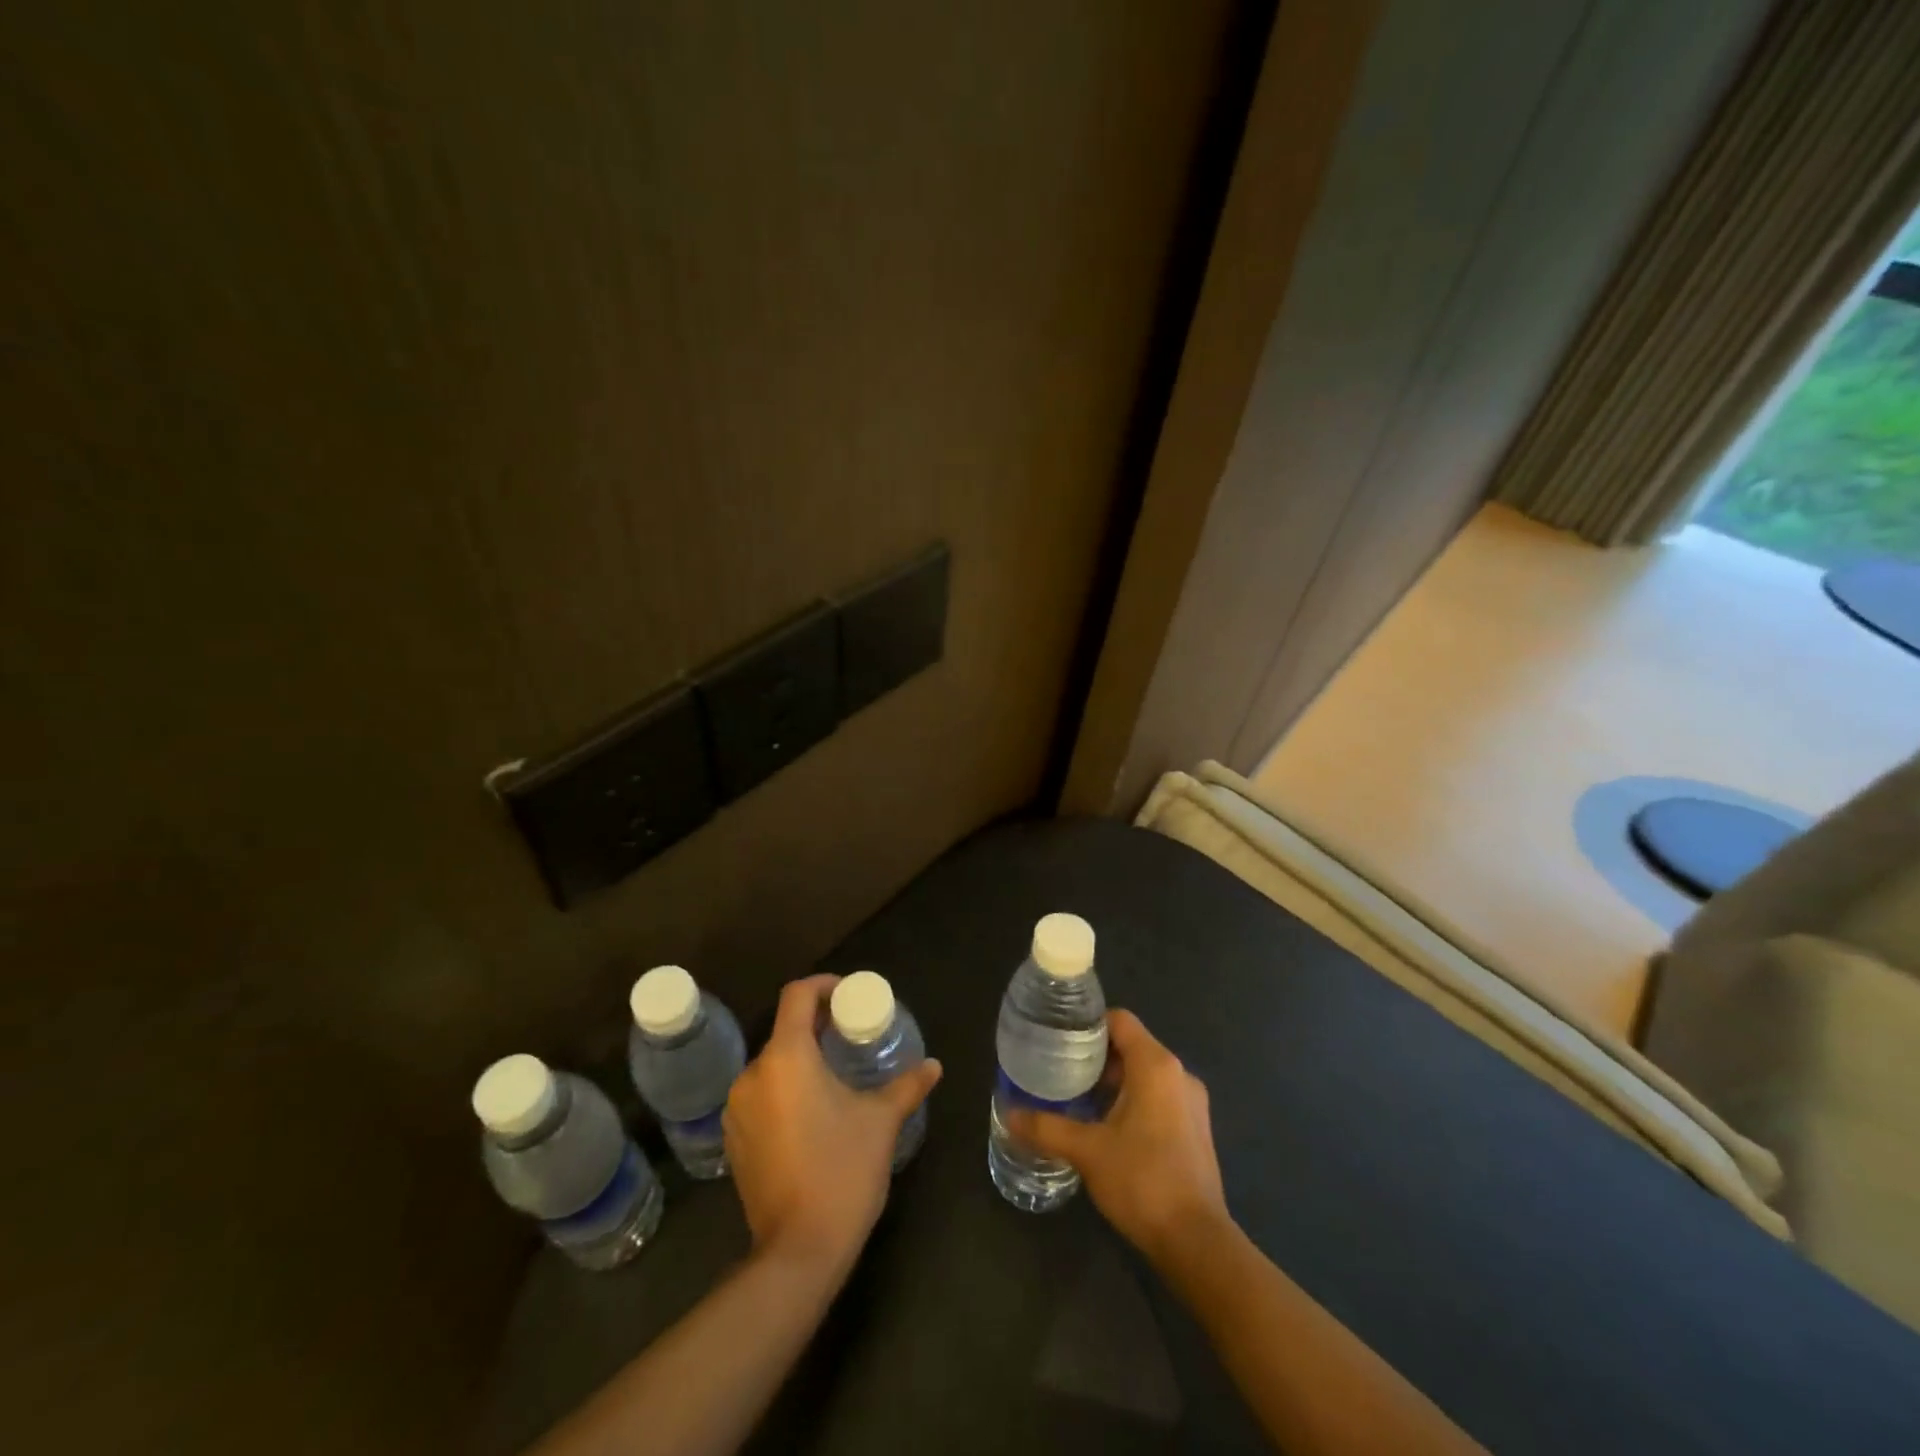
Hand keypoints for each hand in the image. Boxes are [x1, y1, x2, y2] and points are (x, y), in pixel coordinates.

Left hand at [723, 975, 942, 1279]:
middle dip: (817, 1026)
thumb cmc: (843, 1171)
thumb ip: (907, 1085)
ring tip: (834, 1072)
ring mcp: (738, 1109)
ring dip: (801, 1059)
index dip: (823, 985)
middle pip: (785, 1030)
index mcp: (786, 1057)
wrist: (798, 1252)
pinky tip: (812, 1111)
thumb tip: (934, 1066)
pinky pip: (760, 1095)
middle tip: (851, 1034)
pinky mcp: (734, 1140)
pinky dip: (785, 1089)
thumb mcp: (881, 1121)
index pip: (797, 995)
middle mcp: (753, 1075)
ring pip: (772, 1065)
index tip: (849, 995)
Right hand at [1006, 1009, 1226, 1260]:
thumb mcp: (1087, 1151)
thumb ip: (1046, 1127)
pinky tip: (1107, 1127)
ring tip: (1078, 1099)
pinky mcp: (1196, 1129)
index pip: (1120, 1020)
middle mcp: (1179, 1074)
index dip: (1088, 1024)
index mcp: (1155, 1065)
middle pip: (1132, 1046)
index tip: (1059, 1039)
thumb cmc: (1142, 1181)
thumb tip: (1009, 1114)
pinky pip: (1159, 1097)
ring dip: (1114, 1081)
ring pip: (1145, 1074)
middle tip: (1060, 1071)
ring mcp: (1192, 1103)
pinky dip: (1133, 1100)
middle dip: (1096, 1056)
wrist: (1196, 1242)